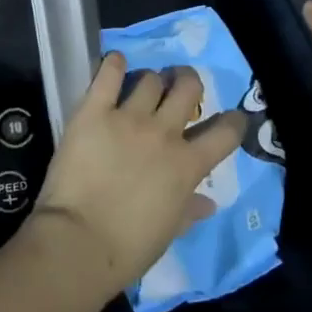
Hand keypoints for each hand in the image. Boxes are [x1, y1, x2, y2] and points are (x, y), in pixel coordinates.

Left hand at [32, 54, 247, 297]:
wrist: (79, 243)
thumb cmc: (128, 248)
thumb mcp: (168, 231)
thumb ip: (189, 210)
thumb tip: (208, 204)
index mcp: (187, 165)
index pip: (225, 132)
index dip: (232, 121)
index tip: (230, 117)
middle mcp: (164, 133)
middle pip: (188, 88)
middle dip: (188, 81)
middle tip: (179, 85)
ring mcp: (129, 118)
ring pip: (150, 79)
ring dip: (151, 81)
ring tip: (142, 86)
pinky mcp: (94, 111)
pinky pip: (109, 75)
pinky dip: (114, 64)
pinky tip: (115, 63)